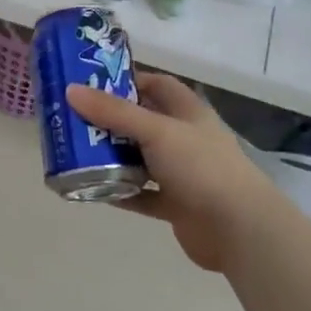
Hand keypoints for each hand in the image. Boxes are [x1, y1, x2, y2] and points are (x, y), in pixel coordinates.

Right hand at [67, 72, 284, 271]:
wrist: (239, 229)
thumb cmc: (201, 167)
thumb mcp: (156, 131)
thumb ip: (114, 112)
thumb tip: (70, 90)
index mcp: (187, 112)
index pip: (157, 85)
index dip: (127, 81)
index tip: (91, 84)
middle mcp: (185, 139)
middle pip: (142, 122)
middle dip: (109, 122)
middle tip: (71, 120)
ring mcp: (182, 173)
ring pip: (139, 159)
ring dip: (111, 158)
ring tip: (74, 154)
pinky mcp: (176, 204)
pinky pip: (141, 194)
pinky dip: (120, 191)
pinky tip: (92, 190)